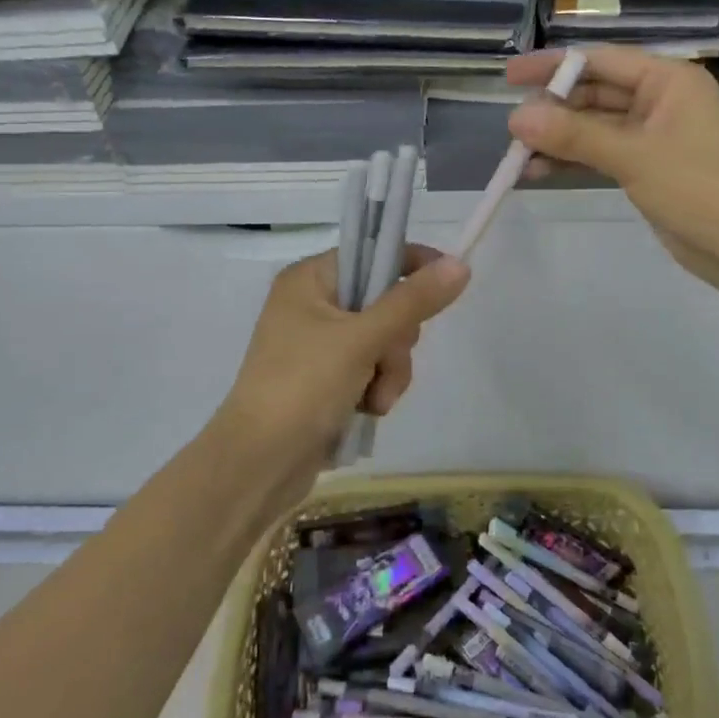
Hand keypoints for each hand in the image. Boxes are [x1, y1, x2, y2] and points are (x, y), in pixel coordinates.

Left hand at [216, 245, 469, 480]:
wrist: (258, 465)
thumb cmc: (304, 386)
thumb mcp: (363, 339)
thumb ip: (413, 301)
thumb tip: (459, 265)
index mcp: (310, 279)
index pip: (372, 253)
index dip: (411, 264)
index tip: (447, 281)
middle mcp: (313, 304)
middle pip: (384, 301)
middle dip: (397, 339)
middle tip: (386, 359)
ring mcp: (319, 343)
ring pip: (384, 340)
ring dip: (390, 371)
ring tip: (375, 400)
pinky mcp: (326, 378)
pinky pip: (371, 368)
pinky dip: (377, 388)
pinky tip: (368, 410)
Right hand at [505, 47, 718, 304]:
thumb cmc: (701, 189)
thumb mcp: (634, 157)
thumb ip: (574, 135)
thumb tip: (516, 118)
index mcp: (667, 80)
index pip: (599, 61)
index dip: (553, 66)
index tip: (509, 78)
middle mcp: (659, 100)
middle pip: (593, 93)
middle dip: (552, 109)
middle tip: (511, 129)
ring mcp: (652, 135)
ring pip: (593, 127)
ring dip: (558, 139)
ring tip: (516, 156)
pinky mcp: (646, 167)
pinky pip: (600, 154)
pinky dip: (572, 160)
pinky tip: (536, 173)